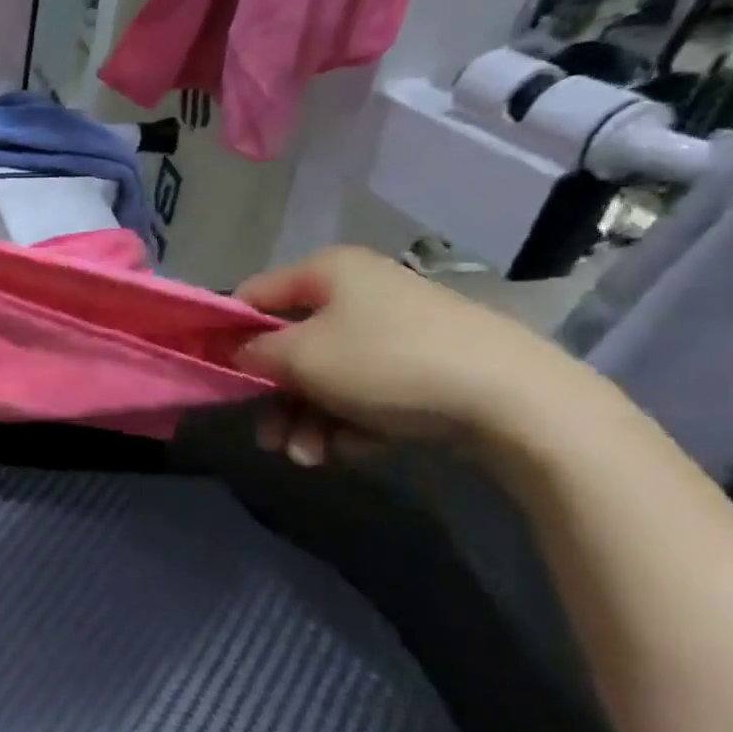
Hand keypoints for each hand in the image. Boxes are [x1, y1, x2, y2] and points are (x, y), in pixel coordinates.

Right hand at [234, 246, 603, 466]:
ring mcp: (396, 332)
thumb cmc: (386, 363)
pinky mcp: (425, 370)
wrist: (518, 403)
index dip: (228, 333)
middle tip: (269, 439)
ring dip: (307, 421)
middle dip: (275, 399)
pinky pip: (366, 394)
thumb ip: (253, 353)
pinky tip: (353, 451)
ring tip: (309, 459)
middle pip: (291, 347)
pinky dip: (350, 424)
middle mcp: (360, 293)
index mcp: (328, 272)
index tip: (214, 374)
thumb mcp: (300, 356)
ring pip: (327, 379)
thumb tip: (239, 354)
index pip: (254, 295)